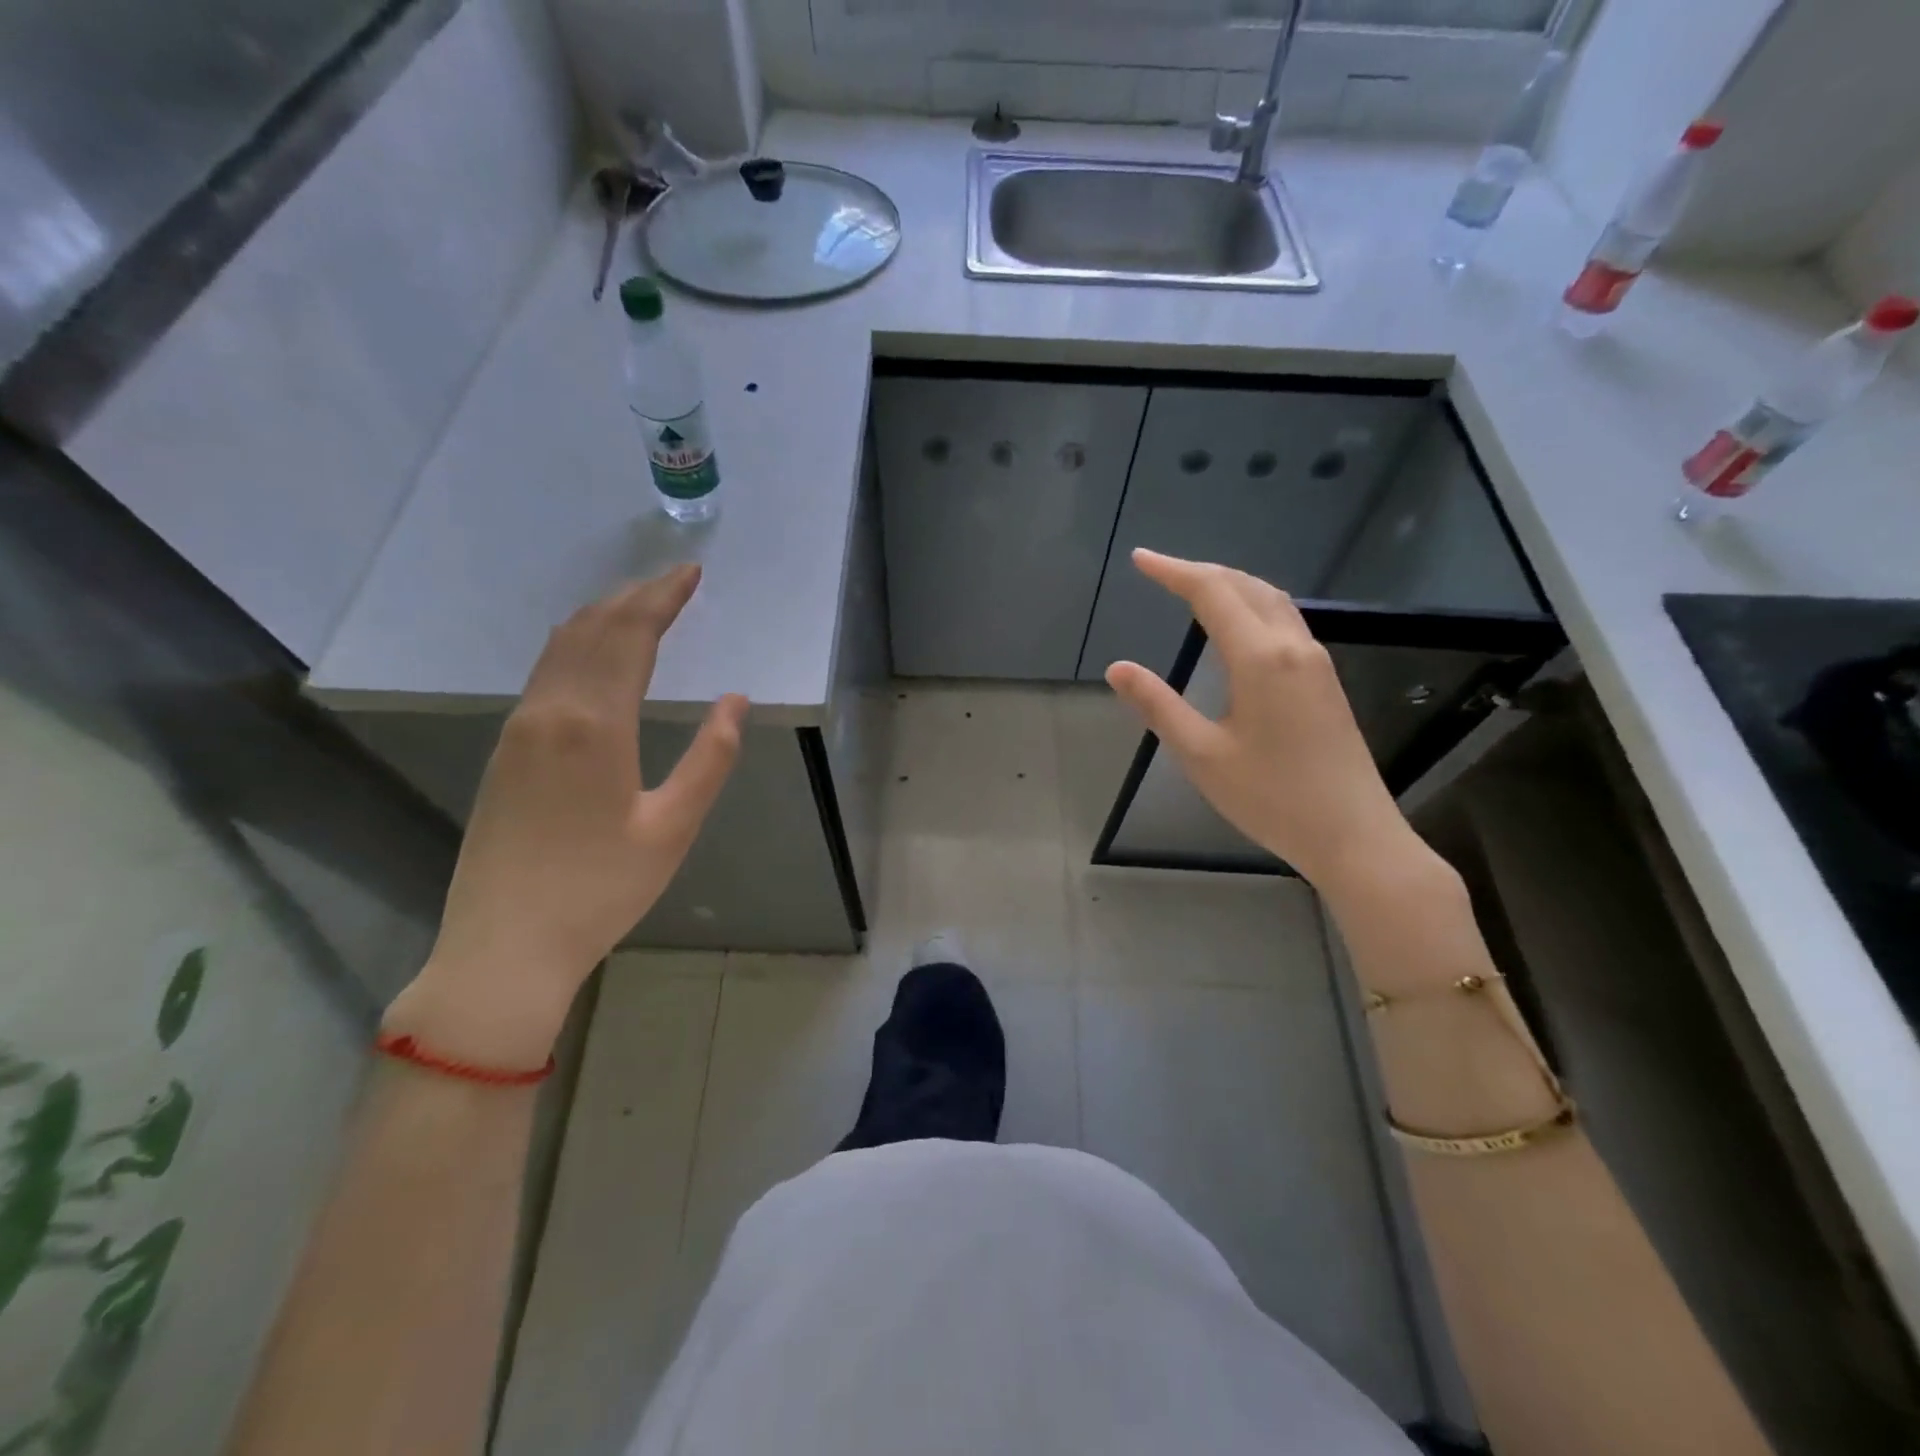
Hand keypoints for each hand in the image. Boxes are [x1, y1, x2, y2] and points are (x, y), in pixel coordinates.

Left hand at [383, 565, 746, 1067]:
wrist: (504, 946)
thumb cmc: (601, 890)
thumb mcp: (673, 828)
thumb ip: (710, 759)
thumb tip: (734, 700)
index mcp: (594, 726)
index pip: (629, 636)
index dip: (662, 598)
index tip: (692, 573)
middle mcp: (549, 712)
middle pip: (592, 630)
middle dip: (635, 597)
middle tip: (674, 580)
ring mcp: (519, 729)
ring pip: (561, 647)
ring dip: (603, 616)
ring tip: (641, 604)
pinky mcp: (506, 749)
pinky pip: (545, 672)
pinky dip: (578, 644)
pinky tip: (595, 652)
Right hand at [1105, 549, 1421, 894]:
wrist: (1353, 834)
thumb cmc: (1271, 797)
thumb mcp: (1201, 755)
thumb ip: (1159, 706)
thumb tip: (1118, 668)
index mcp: (1260, 658)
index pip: (1212, 593)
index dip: (1173, 572)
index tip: (1140, 559)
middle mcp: (1293, 647)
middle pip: (1246, 586)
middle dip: (1201, 571)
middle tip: (1160, 571)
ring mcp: (1315, 662)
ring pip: (1272, 600)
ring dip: (1231, 585)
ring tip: (1194, 588)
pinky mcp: (1325, 681)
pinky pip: (1285, 621)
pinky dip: (1252, 605)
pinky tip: (1238, 625)